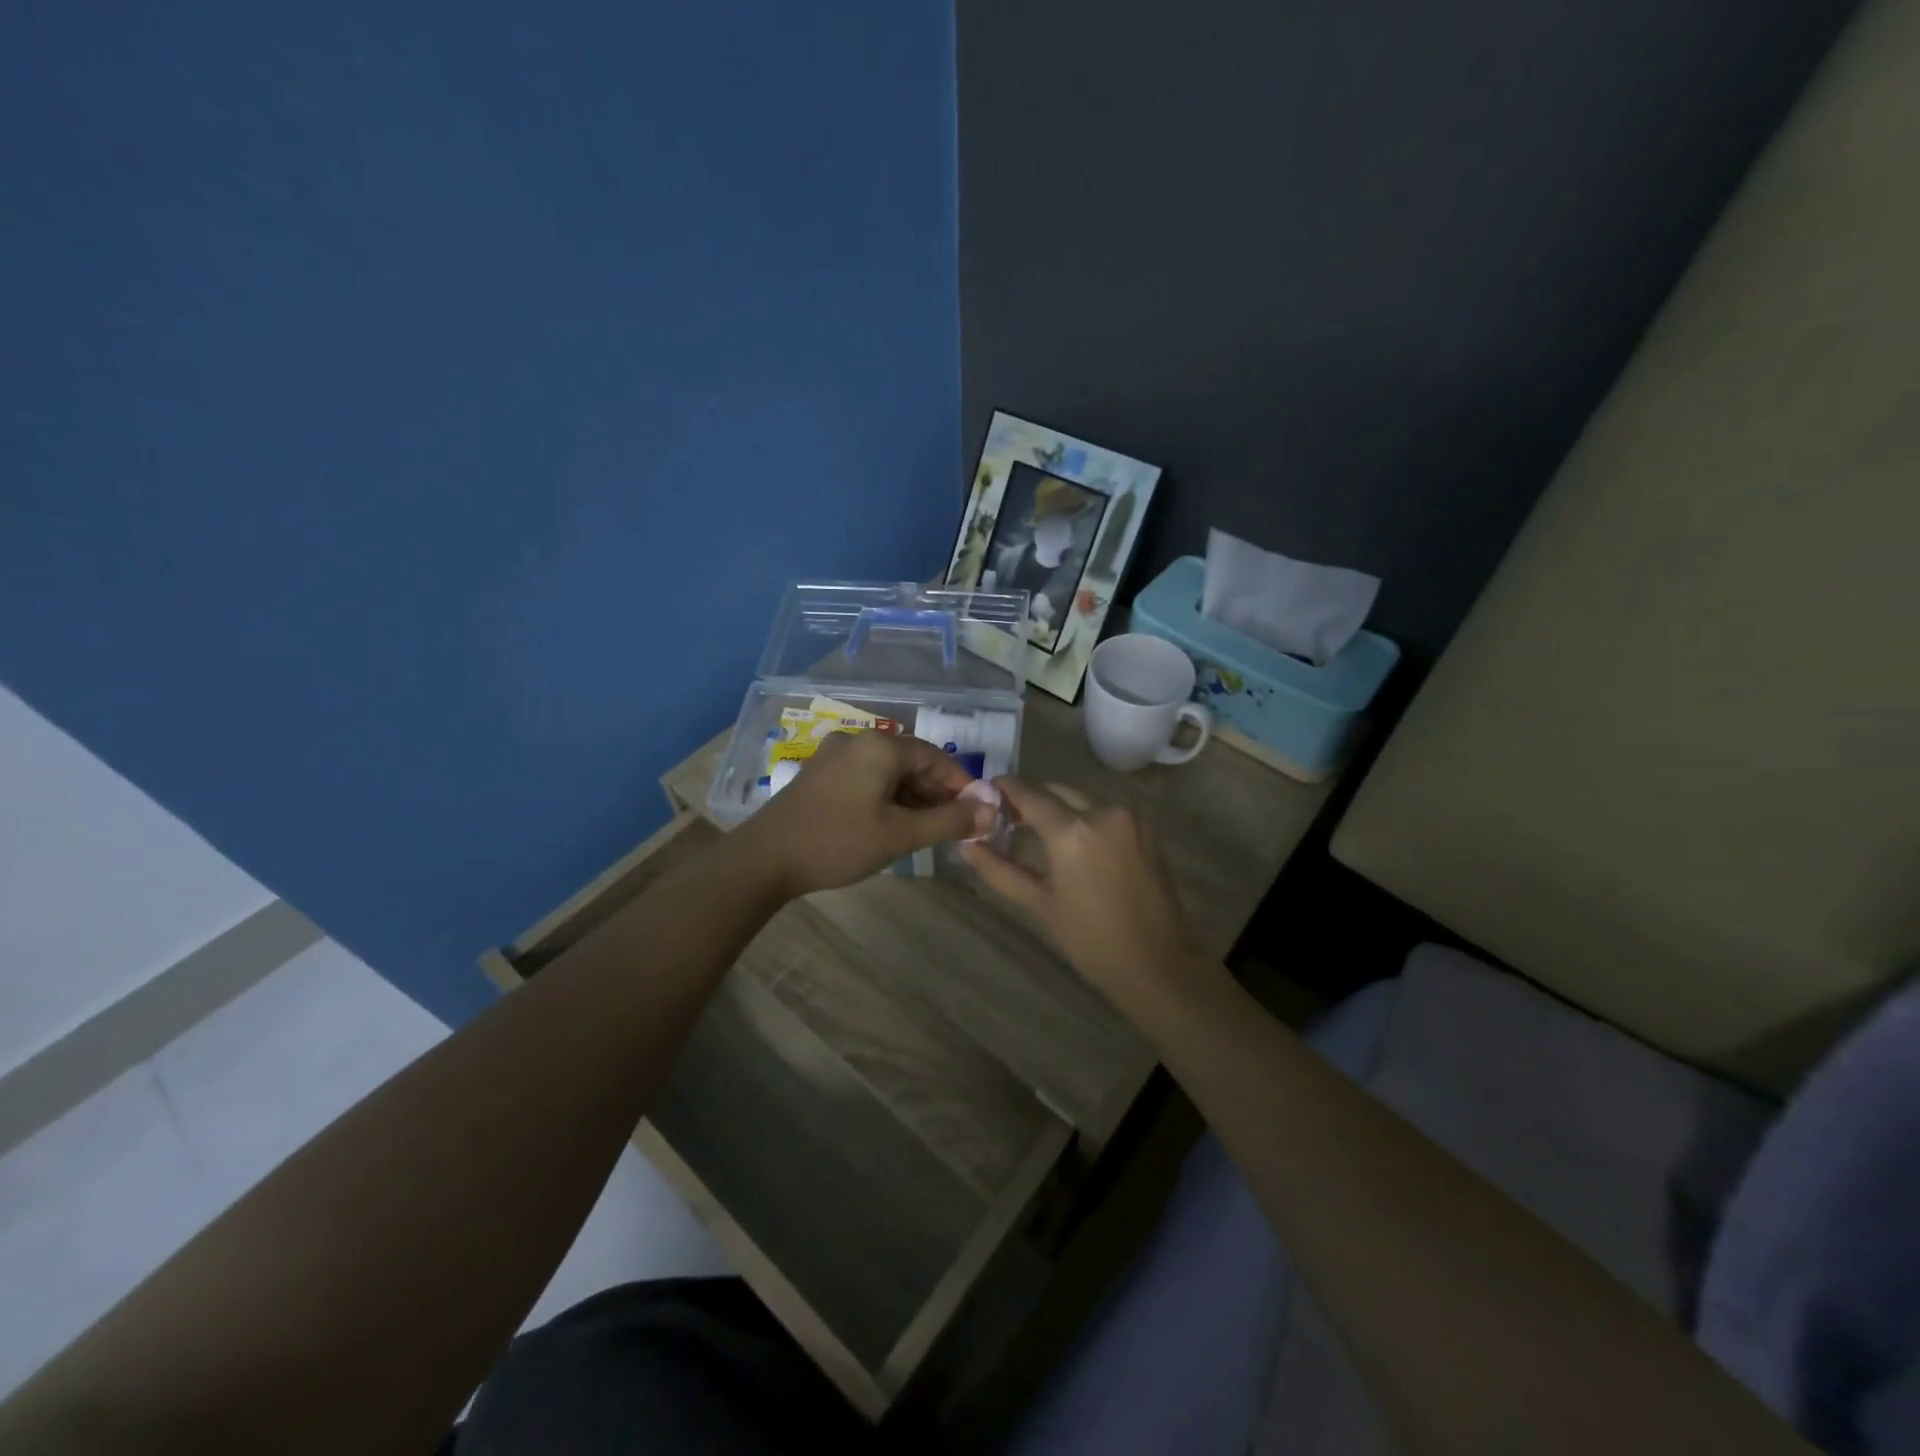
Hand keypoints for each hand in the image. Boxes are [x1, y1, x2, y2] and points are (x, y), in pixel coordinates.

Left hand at [737, 731, 994, 898]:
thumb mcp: (900, 834)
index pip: (935, 757)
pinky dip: (887, 797)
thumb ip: (949, 821)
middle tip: (955, 826)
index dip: (961, 784)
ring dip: (912, 797)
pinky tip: (893, 824)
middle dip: (937, 792)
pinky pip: (866, 778)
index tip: (977, 813)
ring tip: (928, 830)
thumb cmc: (838, 842)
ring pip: (888, 771)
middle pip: (912, 761)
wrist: (764, 859)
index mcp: (880, 747)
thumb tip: (992, 813)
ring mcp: (834, 756)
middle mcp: (858, 741)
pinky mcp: (820, 774)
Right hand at [959, 778, 1197, 1010]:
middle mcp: (1102, 812)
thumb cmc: (1090, 940)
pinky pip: (1105, 812)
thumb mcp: (1039, 904)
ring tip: (1038, 833)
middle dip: (1031, 800)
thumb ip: (999, 870)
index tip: (986, 791)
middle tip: (1008, 819)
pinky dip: (1084, 818)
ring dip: (1059, 808)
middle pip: (1056, 792)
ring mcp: (1128, 817)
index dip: (1005, 789)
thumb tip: (967, 847)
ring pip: (1082, 800)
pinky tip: (1073, 843)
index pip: (1029, 794)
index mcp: (1071, 831)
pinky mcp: (1145, 828)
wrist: (1157, 963)